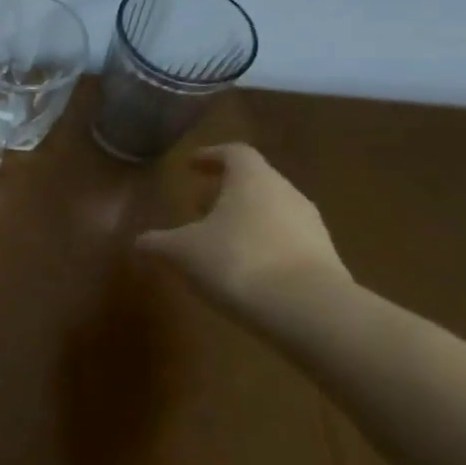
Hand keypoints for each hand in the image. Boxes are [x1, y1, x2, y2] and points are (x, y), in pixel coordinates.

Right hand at [134, 144, 349, 315]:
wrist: (309, 311)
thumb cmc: (237, 262)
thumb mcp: (182, 252)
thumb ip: (159, 242)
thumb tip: (140, 241)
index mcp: (252, 179)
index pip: (233, 153)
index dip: (210, 156)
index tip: (191, 165)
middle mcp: (285, 193)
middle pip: (256, 181)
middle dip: (226, 190)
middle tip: (199, 203)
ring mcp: (311, 226)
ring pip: (273, 211)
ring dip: (246, 218)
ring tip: (219, 238)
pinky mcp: (325, 259)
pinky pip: (288, 241)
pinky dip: (264, 245)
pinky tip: (245, 268)